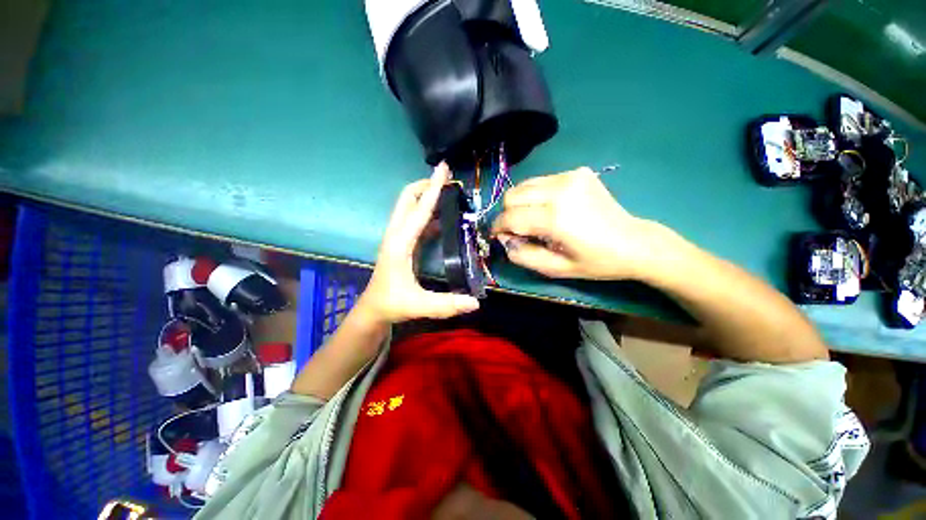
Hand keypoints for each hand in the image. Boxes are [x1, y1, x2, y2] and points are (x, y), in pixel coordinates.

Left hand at [358, 163, 479, 323]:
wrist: (374, 309)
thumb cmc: (393, 304)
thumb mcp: (419, 306)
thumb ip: (447, 304)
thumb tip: (476, 302)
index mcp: (399, 243)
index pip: (419, 210)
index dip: (433, 189)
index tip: (444, 169)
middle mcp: (396, 234)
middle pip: (407, 198)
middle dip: (426, 185)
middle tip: (448, 179)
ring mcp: (397, 237)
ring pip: (409, 206)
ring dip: (426, 195)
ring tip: (449, 193)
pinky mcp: (401, 242)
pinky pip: (415, 220)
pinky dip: (427, 212)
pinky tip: (443, 217)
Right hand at [491, 167, 670, 280]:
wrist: (634, 242)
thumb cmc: (595, 261)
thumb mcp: (555, 269)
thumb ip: (523, 256)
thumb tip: (504, 239)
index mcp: (556, 218)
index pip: (510, 217)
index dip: (498, 228)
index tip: (498, 236)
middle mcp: (560, 190)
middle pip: (512, 195)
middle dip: (507, 214)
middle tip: (517, 229)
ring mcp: (570, 177)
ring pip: (524, 185)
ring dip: (521, 203)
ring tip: (534, 219)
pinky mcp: (577, 172)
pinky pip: (542, 181)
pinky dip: (537, 195)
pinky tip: (551, 208)